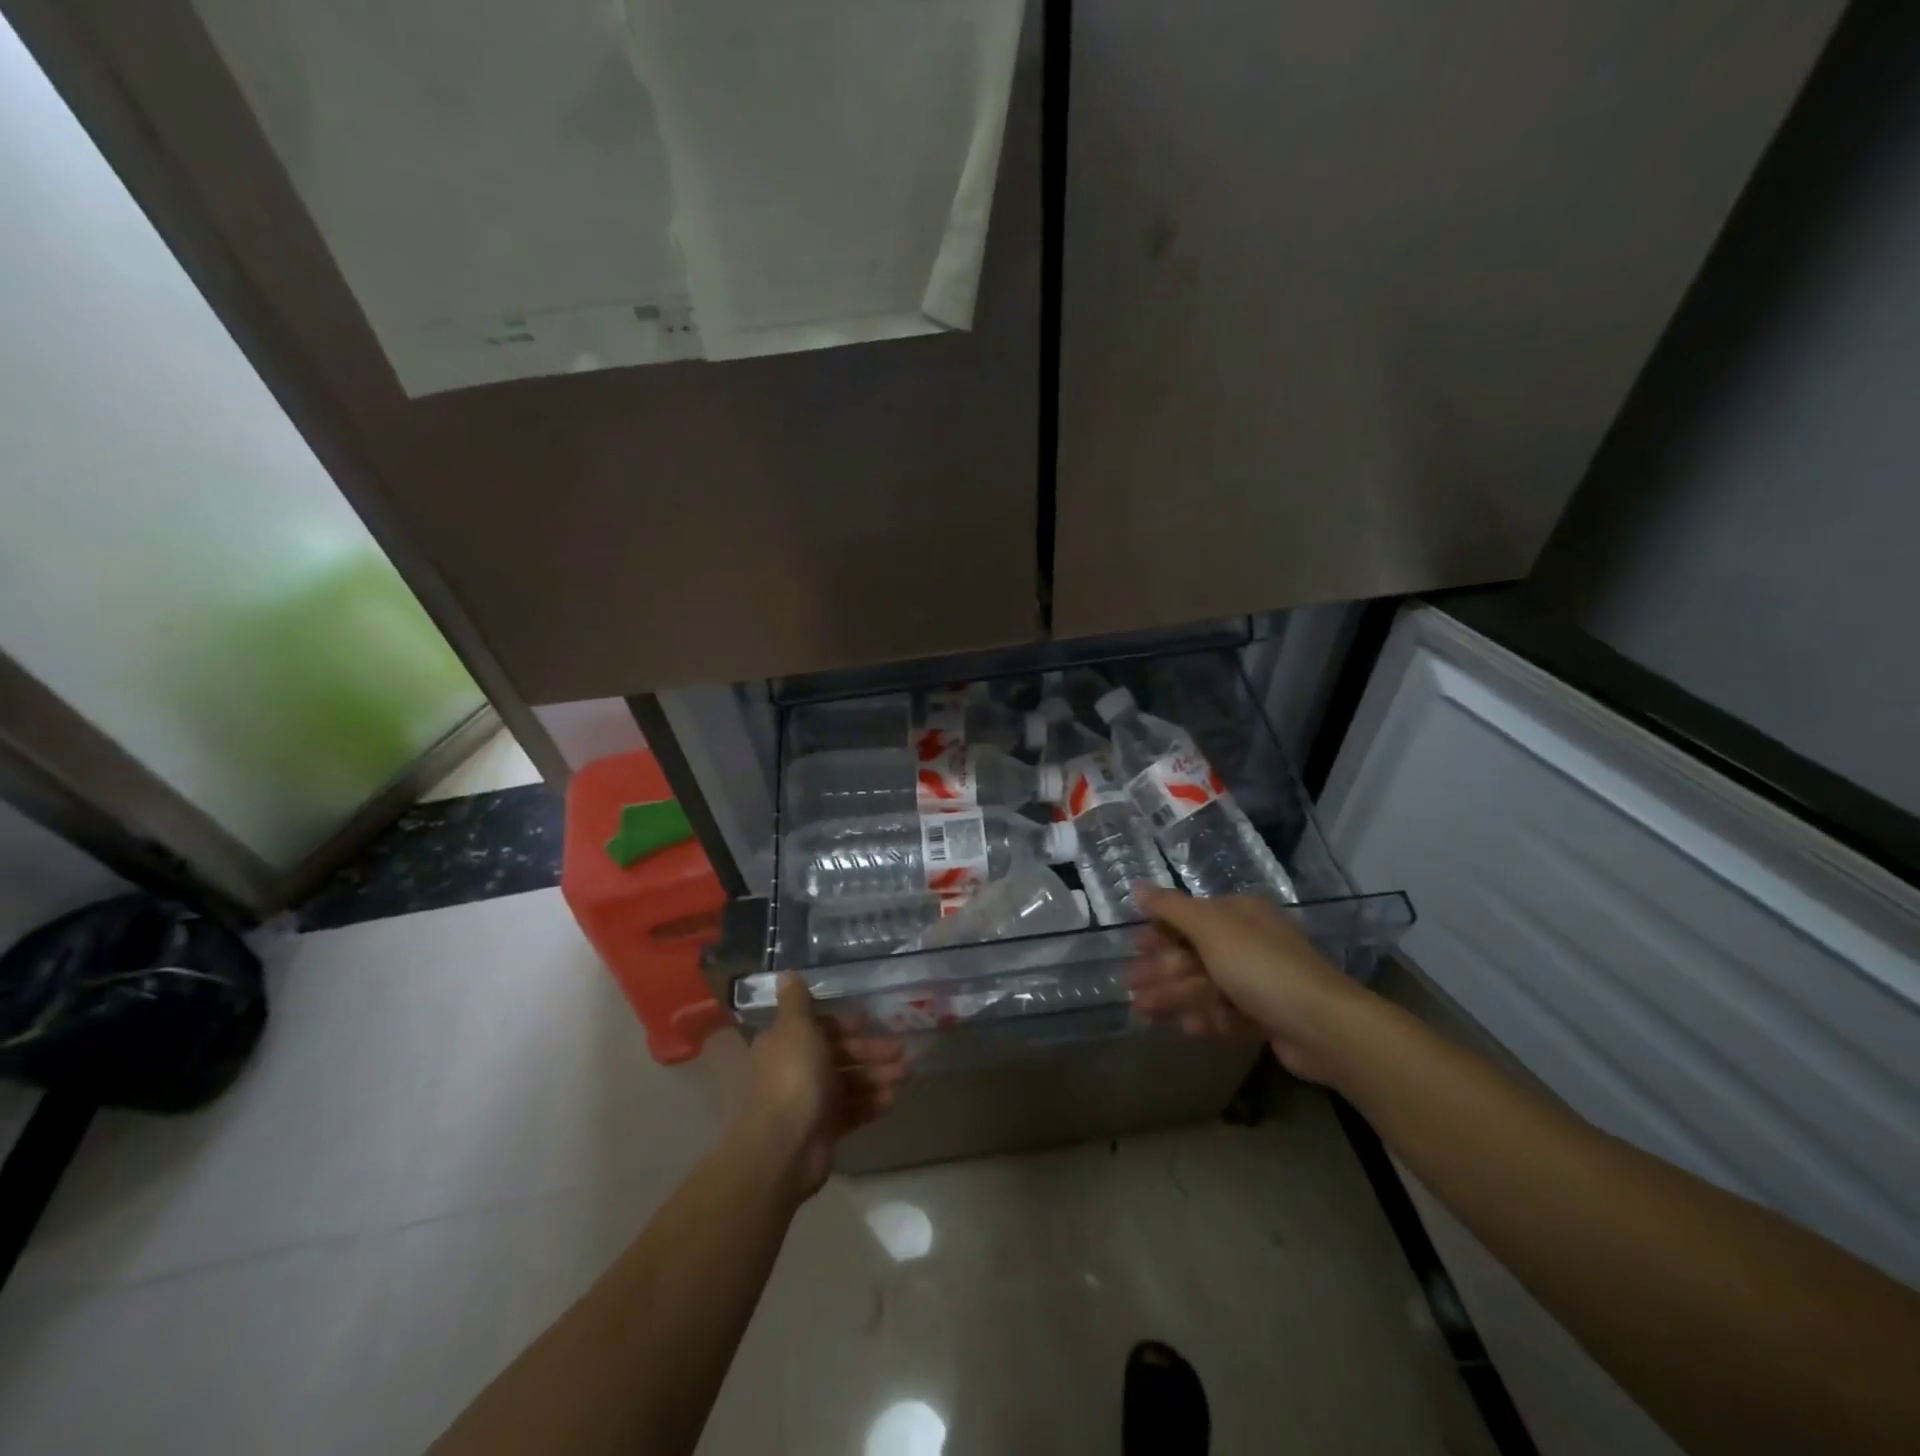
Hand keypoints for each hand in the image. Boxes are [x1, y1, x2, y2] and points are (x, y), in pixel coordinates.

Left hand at [739, 975, 905, 1198]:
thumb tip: (787, 972)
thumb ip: (796, 1001)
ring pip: (850, 1082)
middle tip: (902, 1052)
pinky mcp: (825, 1129)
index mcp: (787, 1043)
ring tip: (905, 1076)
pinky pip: (853, 1110)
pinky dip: (872, 1103)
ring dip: (878, 1076)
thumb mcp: (795, 1028)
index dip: (846, 1025)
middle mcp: (797, 1069)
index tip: (870, 1022)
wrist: (785, 1147)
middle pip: (840, 1054)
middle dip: (871, 1051)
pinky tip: (892, 1099)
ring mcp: (812, 1101)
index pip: (820, 1027)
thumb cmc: (793, 1078)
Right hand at [1129, 888, 1366, 1084]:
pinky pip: (1227, 1012)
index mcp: (1240, 914)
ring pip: (1207, 984)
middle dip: (1161, 969)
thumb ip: (1171, 908)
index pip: (1191, 916)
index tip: (1134, 947)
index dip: (1160, 931)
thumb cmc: (1260, 966)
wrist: (1323, 1025)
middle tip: (1129, 985)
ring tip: (1141, 1012)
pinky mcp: (1268, 1015)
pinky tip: (1184, 1028)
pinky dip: (1205, 1018)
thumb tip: (1137, 887)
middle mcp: (1251, 941)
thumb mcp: (1210, 928)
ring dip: (1174, 996)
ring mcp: (1261, 980)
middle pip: (1195, 952)